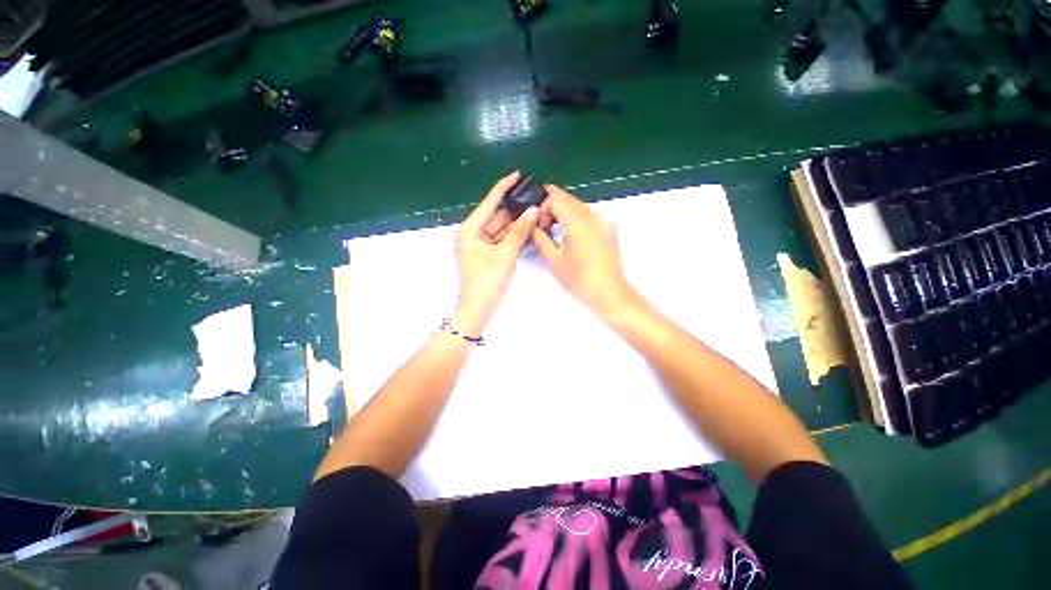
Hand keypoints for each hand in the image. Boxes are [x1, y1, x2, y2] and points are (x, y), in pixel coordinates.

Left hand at [452, 172, 539, 334]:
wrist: (477, 309)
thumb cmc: (487, 281)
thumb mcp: (504, 255)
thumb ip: (519, 232)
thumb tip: (533, 211)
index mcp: (469, 229)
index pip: (489, 203)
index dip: (504, 187)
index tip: (517, 174)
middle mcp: (472, 233)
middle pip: (496, 215)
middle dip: (515, 207)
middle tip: (534, 196)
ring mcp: (479, 244)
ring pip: (500, 227)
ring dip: (516, 221)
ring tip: (535, 208)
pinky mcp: (486, 253)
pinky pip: (501, 238)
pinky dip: (513, 234)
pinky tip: (528, 226)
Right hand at [531, 185, 639, 320]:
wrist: (609, 294)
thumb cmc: (580, 280)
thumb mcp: (554, 261)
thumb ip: (541, 239)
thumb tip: (533, 228)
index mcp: (578, 221)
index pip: (556, 197)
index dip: (543, 206)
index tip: (539, 225)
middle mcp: (593, 216)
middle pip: (569, 199)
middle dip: (552, 207)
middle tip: (543, 227)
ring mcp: (604, 222)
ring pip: (580, 207)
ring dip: (565, 213)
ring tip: (556, 233)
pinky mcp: (610, 231)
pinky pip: (590, 217)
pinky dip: (577, 220)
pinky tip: (572, 238)